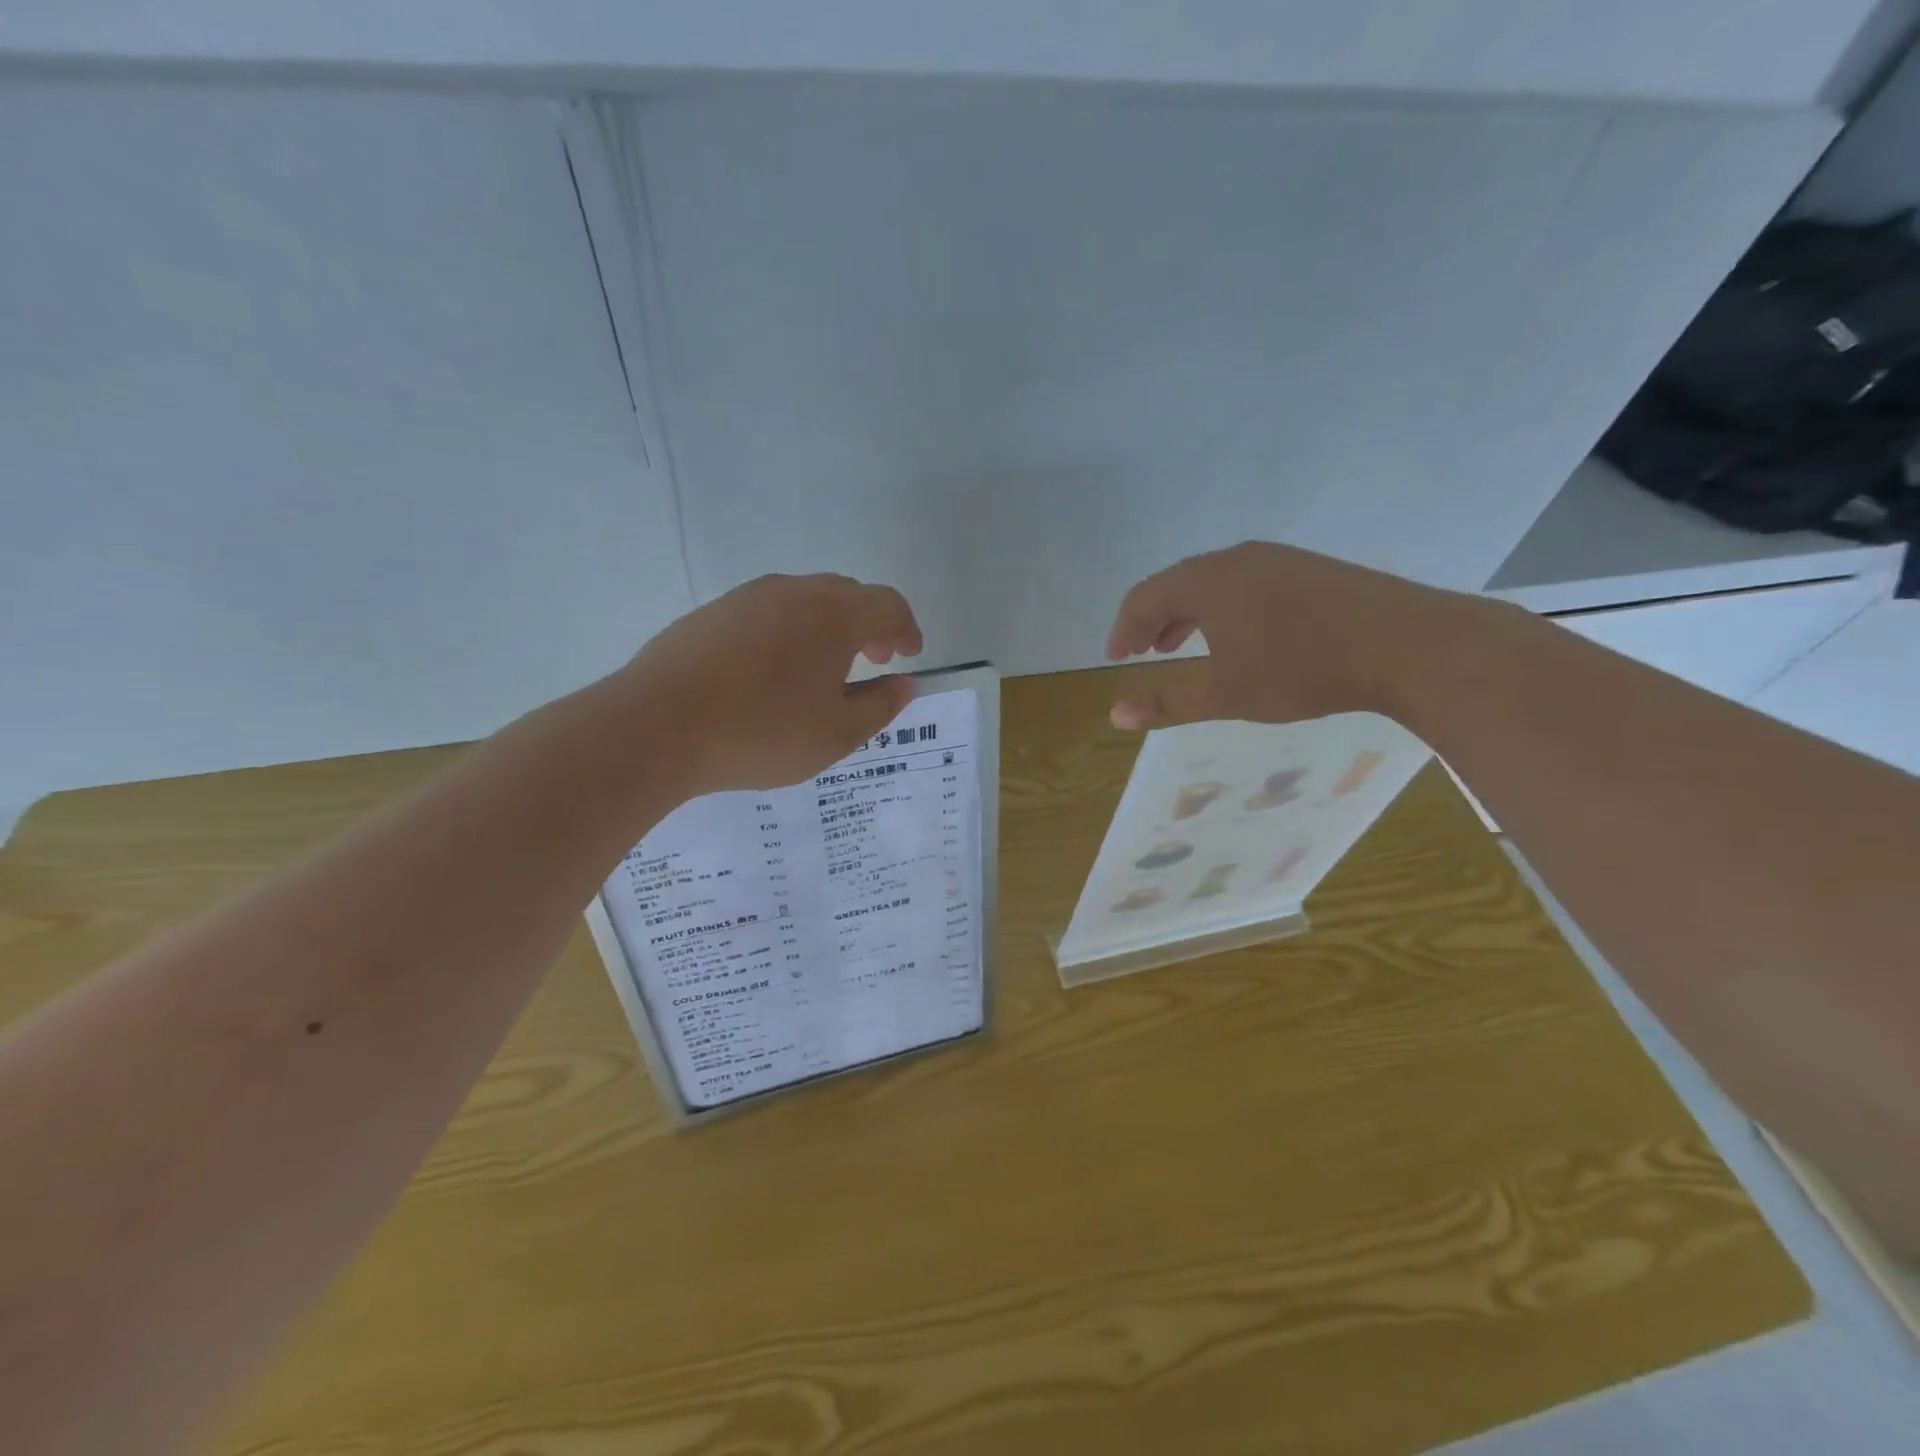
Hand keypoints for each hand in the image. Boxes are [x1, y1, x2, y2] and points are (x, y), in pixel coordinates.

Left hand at [623, 574, 922, 793]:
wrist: (656, 726)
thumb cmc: (760, 733)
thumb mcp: (835, 735)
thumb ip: (880, 707)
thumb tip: (903, 685)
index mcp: (834, 615)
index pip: (888, 605)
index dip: (906, 629)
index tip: (909, 656)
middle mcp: (794, 592)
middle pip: (848, 594)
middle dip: (869, 625)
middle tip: (871, 662)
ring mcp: (748, 596)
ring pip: (805, 600)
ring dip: (827, 627)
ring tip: (821, 670)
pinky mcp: (712, 612)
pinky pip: (767, 611)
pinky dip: (788, 632)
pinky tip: (771, 672)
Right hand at [1104, 541, 1461, 729]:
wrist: (1404, 644)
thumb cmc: (1301, 669)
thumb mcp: (1226, 695)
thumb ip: (1167, 704)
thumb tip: (1115, 715)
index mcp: (1206, 581)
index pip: (1143, 597)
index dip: (1123, 629)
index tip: (1115, 659)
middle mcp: (1235, 559)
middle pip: (1176, 583)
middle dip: (1153, 620)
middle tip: (1143, 652)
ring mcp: (1275, 558)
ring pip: (1213, 582)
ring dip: (1187, 614)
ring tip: (1180, 646)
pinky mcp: (1307, 567)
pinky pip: (1245, 582)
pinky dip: (1222, 608)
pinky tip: (1237, 636)